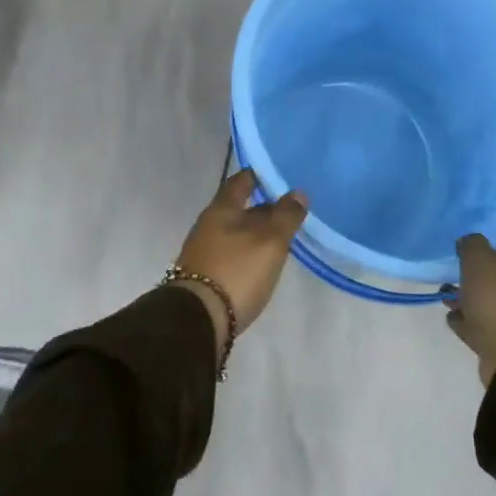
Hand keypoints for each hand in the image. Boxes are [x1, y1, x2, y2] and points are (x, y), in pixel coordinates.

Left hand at [172, 169, 307, 349]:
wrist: (197, 320)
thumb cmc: (236, 271)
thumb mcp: (270, 242)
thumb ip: (286, 216)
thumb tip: (298, 192)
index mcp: (221, 209)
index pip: (240, 181)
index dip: (258, 175)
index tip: (278, 175)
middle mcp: (208, 225)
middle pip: (238, 208)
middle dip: (262, 207)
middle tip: (290, 210)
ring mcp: (203, 251)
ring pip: (235, 232)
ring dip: (256, 232)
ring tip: (281, 238)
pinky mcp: (204, 275)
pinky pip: (230, 253)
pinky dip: (247, 252)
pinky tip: (261, 263)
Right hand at [445, 235, 495, 385]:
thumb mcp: (478, 260)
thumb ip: (472, 245)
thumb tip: (470, 242)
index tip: (495, 241)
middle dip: (487, 273)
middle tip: (462, 269)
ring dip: (474, 299)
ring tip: (448, 295)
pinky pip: (490, 326)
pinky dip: (473, 321)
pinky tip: (453, 317)